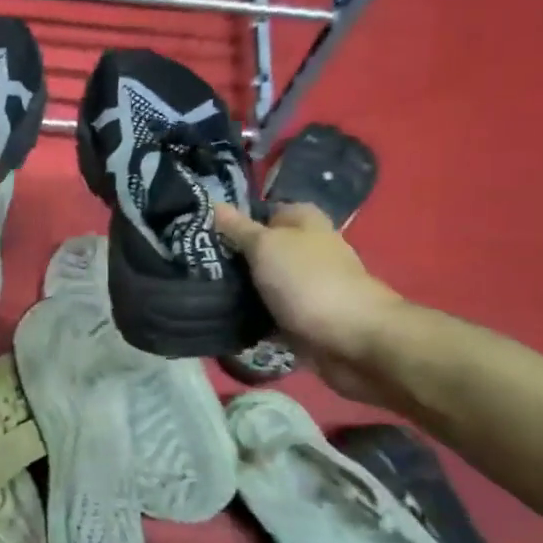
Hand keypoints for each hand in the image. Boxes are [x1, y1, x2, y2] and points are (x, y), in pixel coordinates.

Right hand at [215, 201, 406, 403]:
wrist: (351, 339)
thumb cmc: (308, 281)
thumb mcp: (265, 246)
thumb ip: (238, 228)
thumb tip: (214, 203)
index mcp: (303, 220)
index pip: (261, 211)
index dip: (232, 219)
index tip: (199, 231)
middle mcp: (306, 248)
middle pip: (260, 247)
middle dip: (230, 256)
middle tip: (191, 262)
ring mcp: (304, 283)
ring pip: (261, 280)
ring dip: (237, 287)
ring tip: (199, 289)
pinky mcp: (300, 315)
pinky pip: (266, 309)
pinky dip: (249, 313)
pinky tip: (221, 315)